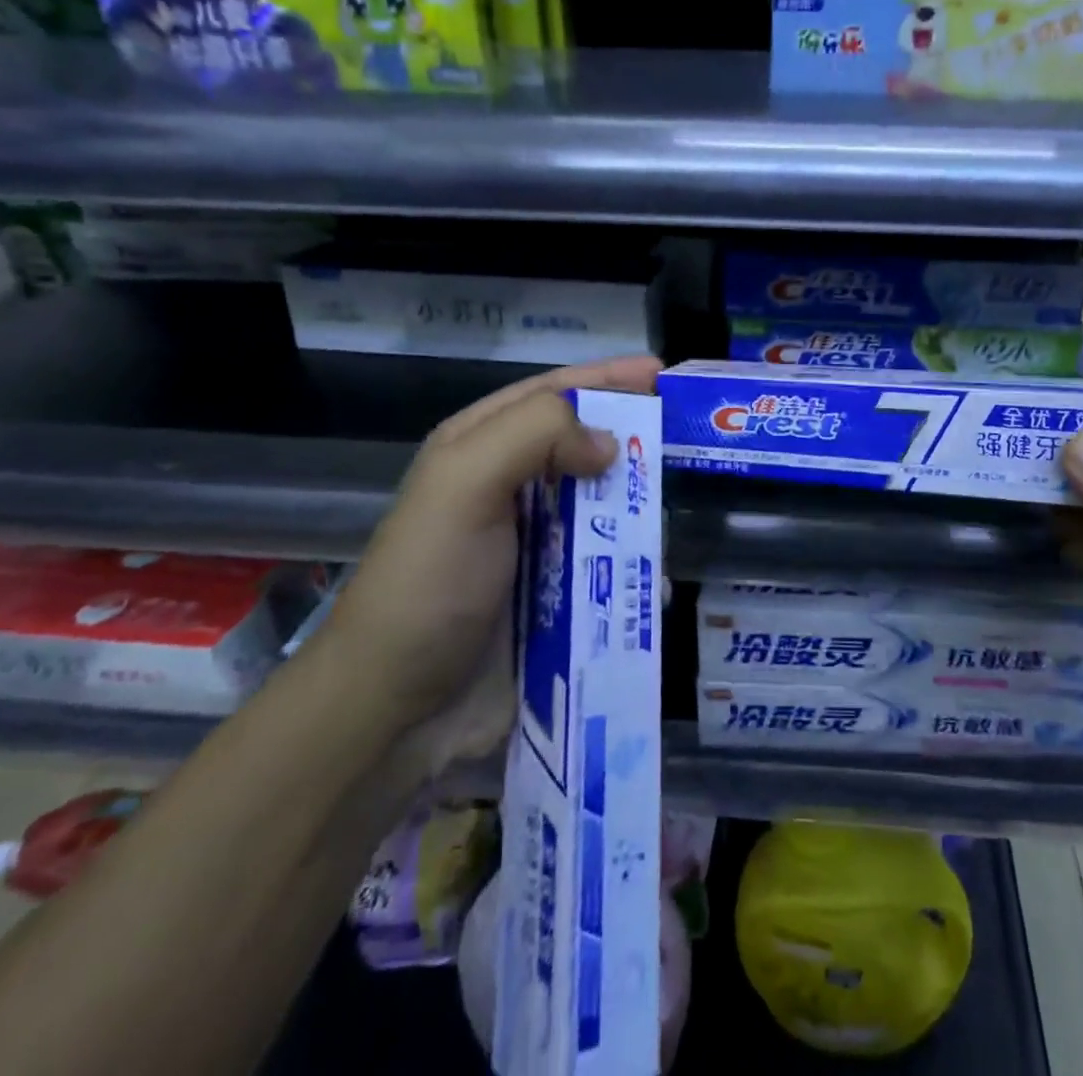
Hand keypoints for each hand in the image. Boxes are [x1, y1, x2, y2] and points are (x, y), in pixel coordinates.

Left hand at [322, 355, 662, 767]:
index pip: (554, 393)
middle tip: (685, 438)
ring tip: (674, 514)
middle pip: (586, 447)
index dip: (607, 378)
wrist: (397, 708)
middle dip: (633, 440)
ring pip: (606, 506)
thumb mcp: (464, 484)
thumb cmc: (430, 581)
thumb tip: (610, 445)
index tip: (662, 373)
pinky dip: (636, 567)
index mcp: (481, 448)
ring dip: (640, 509)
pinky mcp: (558, 595)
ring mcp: (537, 545)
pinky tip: (656, 578)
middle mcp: (511, 489)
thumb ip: (535, 437)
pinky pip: (611, 566)